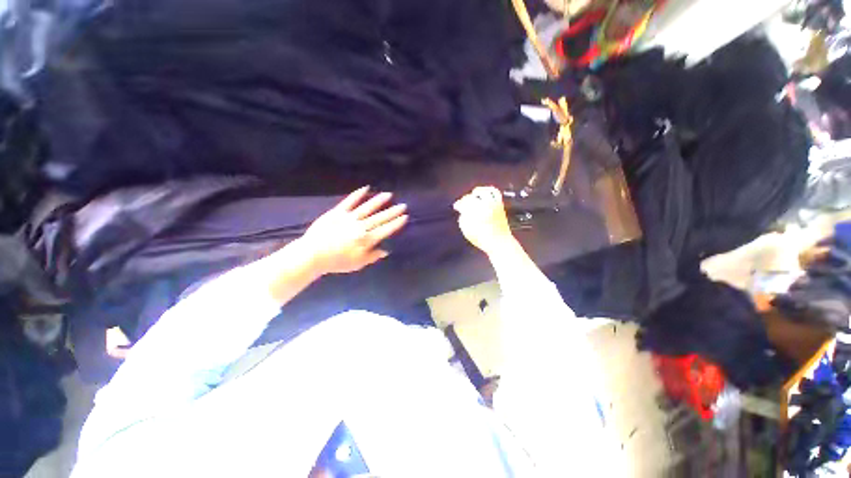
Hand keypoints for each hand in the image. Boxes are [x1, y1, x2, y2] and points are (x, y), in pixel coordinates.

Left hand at [301, 186, 407, 274]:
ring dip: (379, 201)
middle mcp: (361, 226)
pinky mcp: (338, 212)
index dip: (396, 223)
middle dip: (393, 211)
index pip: (385, 230)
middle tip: (403, 205)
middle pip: (380, 218)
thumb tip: (386, 250)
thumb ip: (372, 256)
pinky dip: (358, 194)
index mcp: (366, 240)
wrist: (312, 255)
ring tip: (389, 194)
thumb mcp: (357, 264)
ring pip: (368, 207)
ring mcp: (349, 218)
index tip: (405, 217)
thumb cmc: (336, 262)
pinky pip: (350, 201)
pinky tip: (366, 188)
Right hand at [453, 186, 516, 255]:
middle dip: (465, 199)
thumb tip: (463, 211)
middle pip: (473, 197)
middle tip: (462, 203)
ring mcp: (494, 204)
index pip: (465, 204)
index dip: (459, 204)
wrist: (500, 242)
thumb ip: (463, 219)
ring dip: (477, 192)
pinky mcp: (500, 204)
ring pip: (484, 191)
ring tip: (473, 195)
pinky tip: (483, 193)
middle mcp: (486, 206)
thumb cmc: (482, 239)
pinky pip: (495, 192)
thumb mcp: (467, 231)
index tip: (456, 207)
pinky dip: (488, 190)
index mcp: (476, 214)